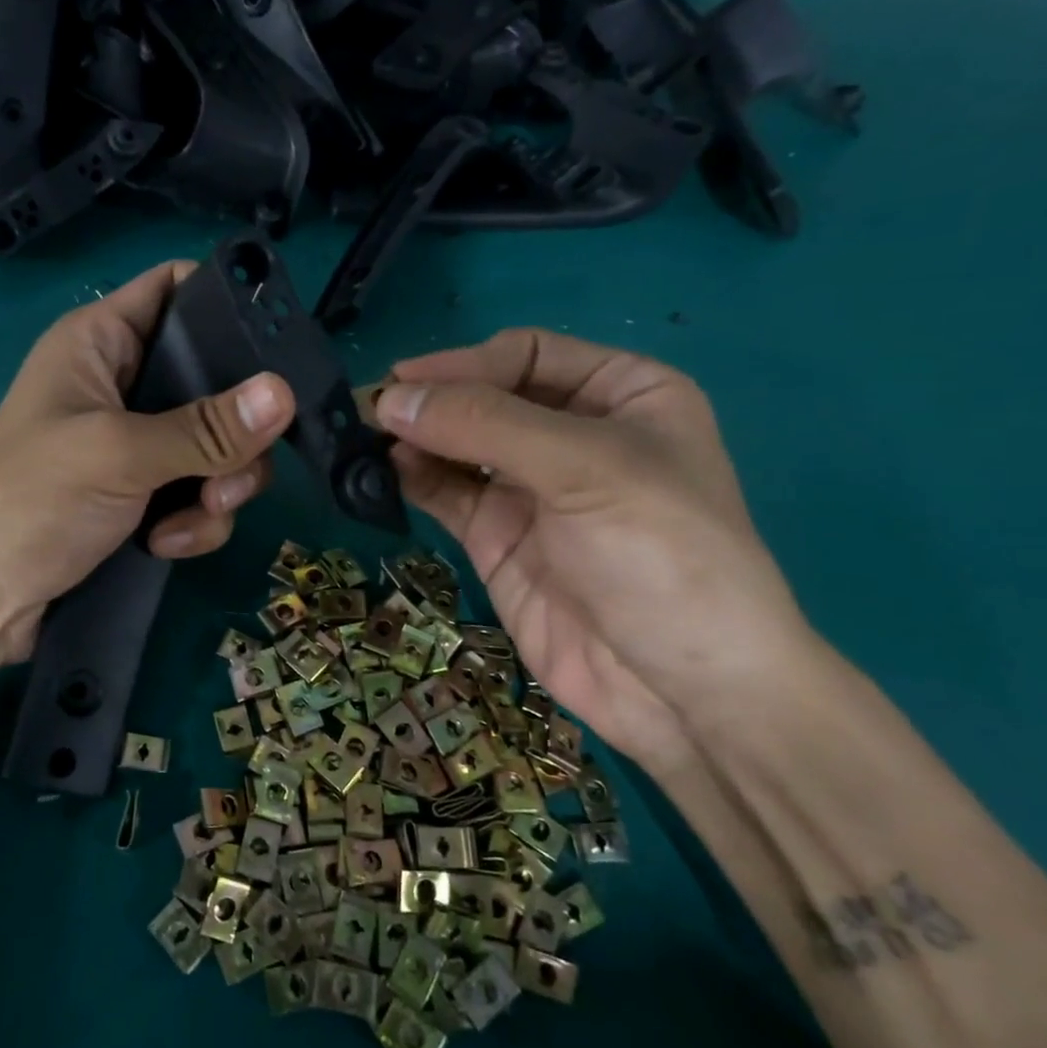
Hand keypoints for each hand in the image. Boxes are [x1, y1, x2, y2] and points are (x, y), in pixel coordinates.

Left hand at [0, 261, 296, 664]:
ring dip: (218, 487)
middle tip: (233, 472)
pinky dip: (193, 521)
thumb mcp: (120, 454)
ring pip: (216, 446)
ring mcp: (135, 443)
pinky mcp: (143, 495)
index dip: (225, 303)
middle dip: (234, 431)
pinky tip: (165, 545)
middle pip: (214, 380)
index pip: (174, 289)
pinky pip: (198, 492)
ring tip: (191, 520)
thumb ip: (205, 428)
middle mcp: (123, 384)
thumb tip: (285, 393)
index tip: (278, 345)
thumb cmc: (32, 500)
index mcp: (101, 343)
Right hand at [374, 329, 812, 768]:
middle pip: (484, 396)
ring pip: (457, 444)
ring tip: (364, 440)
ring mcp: (530, 487)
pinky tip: (382, 472)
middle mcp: (572, 432)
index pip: (525, 355)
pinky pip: (445, 491)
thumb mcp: (585, 469)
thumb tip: (389, 399)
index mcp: (621, 393)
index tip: (402, 382)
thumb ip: (484, 425)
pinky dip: (411, 478)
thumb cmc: (661, 556)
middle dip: (431, 401)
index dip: (463, 363)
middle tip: (369, 409)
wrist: (681, 692)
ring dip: (413, 438)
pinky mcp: (496, 535)